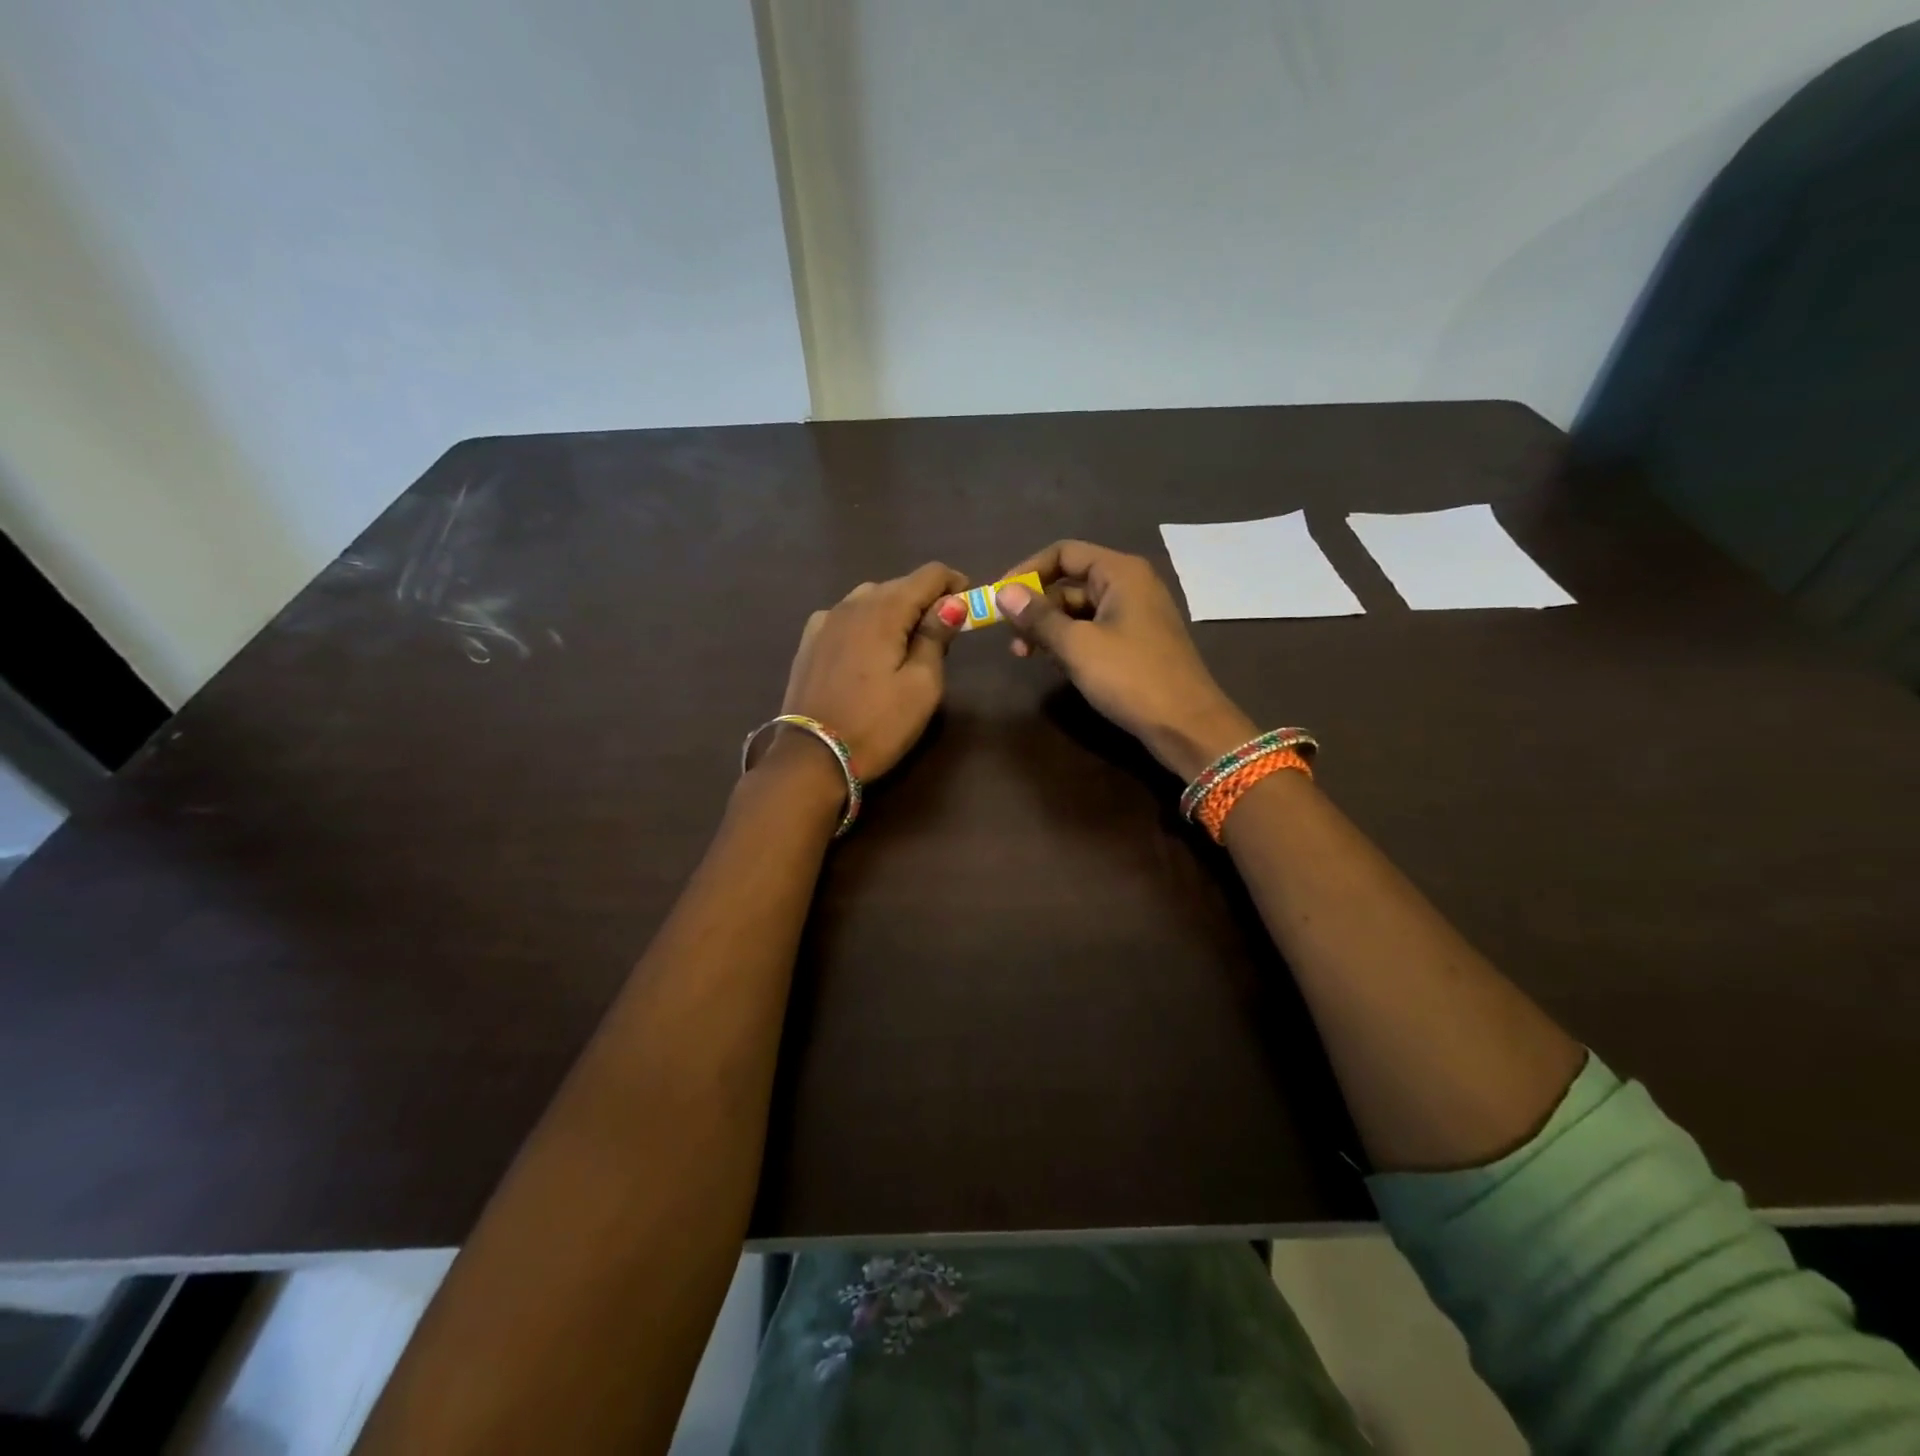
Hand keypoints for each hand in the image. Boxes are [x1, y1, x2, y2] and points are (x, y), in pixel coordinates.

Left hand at [775, 562, 970, 780]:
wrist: (812, 758)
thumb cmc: (877, 725)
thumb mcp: (921, 686)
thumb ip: (936, 638)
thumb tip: (952, 603)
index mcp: (883, 610)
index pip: (928, 575)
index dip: (954, 583)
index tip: (969, 604)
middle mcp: (851, 604)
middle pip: (898, 585)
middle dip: (925, 600)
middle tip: (943, 633)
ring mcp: (824, 621)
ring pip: (869, 600)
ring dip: (894, 611)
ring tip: (907, 642)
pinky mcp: (809, 642)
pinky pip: (846, 618)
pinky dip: (866, 624)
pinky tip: (869, 649)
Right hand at [995, 541, 1255, 779]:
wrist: (1186, 724)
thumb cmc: (1131, 677)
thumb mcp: (1077, 646)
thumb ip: (1038, 617)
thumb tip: (1002, 593)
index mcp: (1120, 572)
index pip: (1064, 553)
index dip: (1027, 571)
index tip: (1000, 599)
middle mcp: (1130, 584)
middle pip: (1070, 582)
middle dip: (1036, 607)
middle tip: (1011, 639)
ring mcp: (1135, 614)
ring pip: (1079, 610)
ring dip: (1050, 629)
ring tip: (1027, 656)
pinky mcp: (1137, 641)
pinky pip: (1094, 630)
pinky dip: (1071, 642)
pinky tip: (1056, 666)